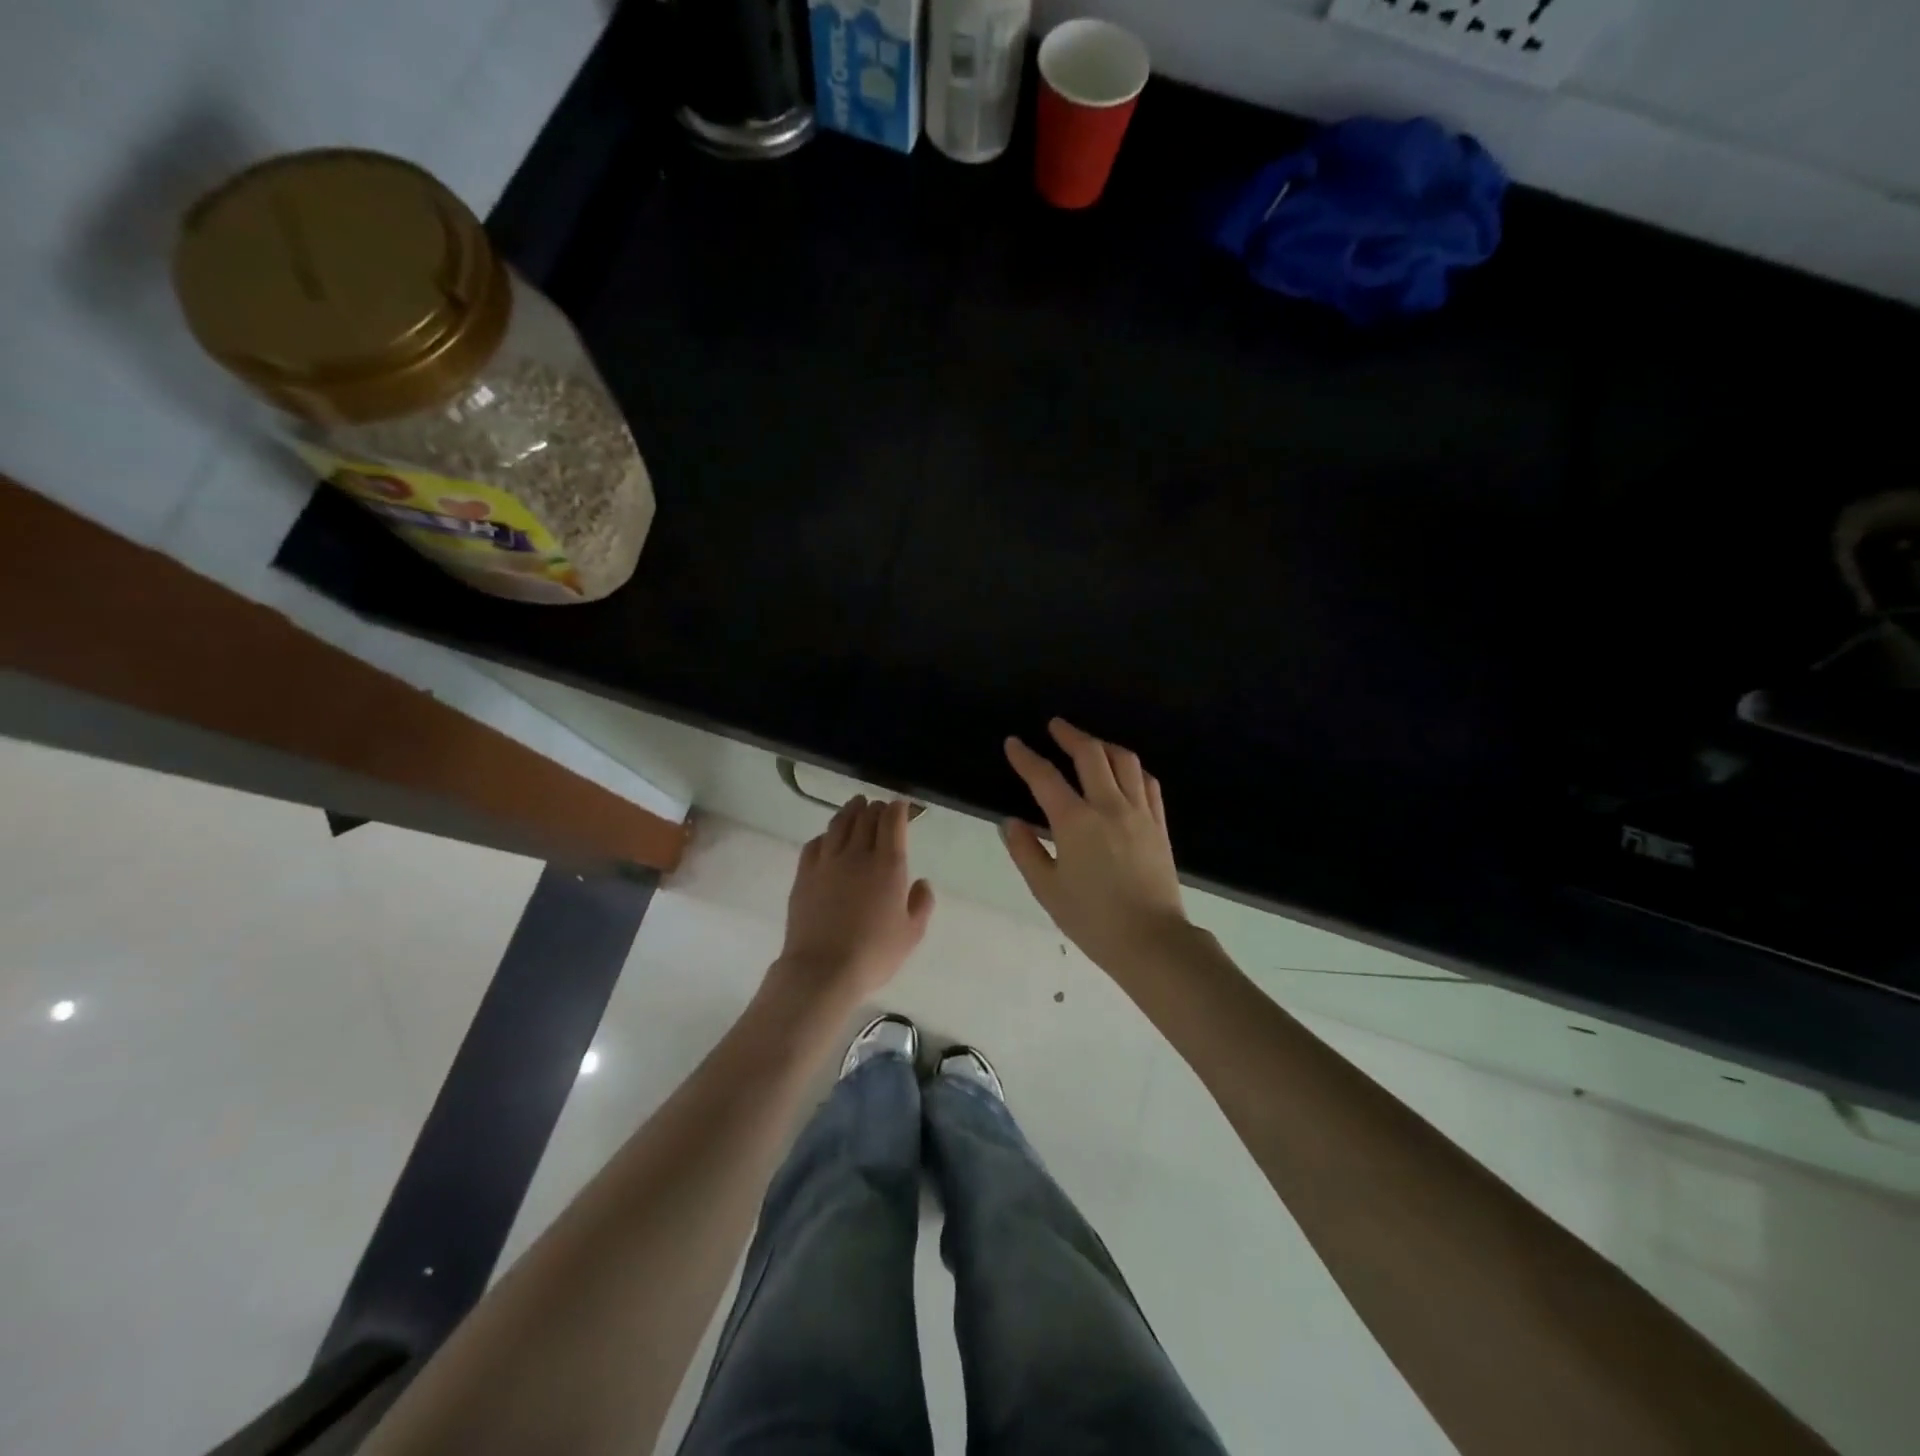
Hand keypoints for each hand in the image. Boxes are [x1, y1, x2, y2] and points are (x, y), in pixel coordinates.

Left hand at [771, 796, 934, 1008]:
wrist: (823, 969)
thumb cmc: (874, 953)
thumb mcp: (912, 934)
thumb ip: (921, 904)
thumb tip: (921, 882)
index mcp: (888, 865)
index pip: (892, 822)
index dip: (898, 809)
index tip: (901, 806)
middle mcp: (857, 854)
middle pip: (866, 817)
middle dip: (875, 808)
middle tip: (879, 807)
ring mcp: (827, 862)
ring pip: (839, 824)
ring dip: (850, 811)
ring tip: (855, 805)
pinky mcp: (804, 874)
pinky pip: (815, 844)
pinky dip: (825, 834)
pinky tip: (827, 838)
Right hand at [1002, 719, 1190, 980]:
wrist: (1152, 941)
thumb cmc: (1093, 919)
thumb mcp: (1047, 890)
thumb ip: (1025, 851)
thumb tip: (1011, 822)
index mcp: (1075, 822)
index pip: (1045, 777)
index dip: (1026, 757)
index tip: (1014, 743)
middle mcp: (1109, 806)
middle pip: (1090, 754)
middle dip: (1069, 735)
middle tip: (1055, 725)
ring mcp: (1139, 812)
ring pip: (1124, 761)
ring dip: (1103, 744)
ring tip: (1089, 743)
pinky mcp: (1159, 825)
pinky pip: (1148, 783)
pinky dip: (1132, 768)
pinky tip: (1125, 770)